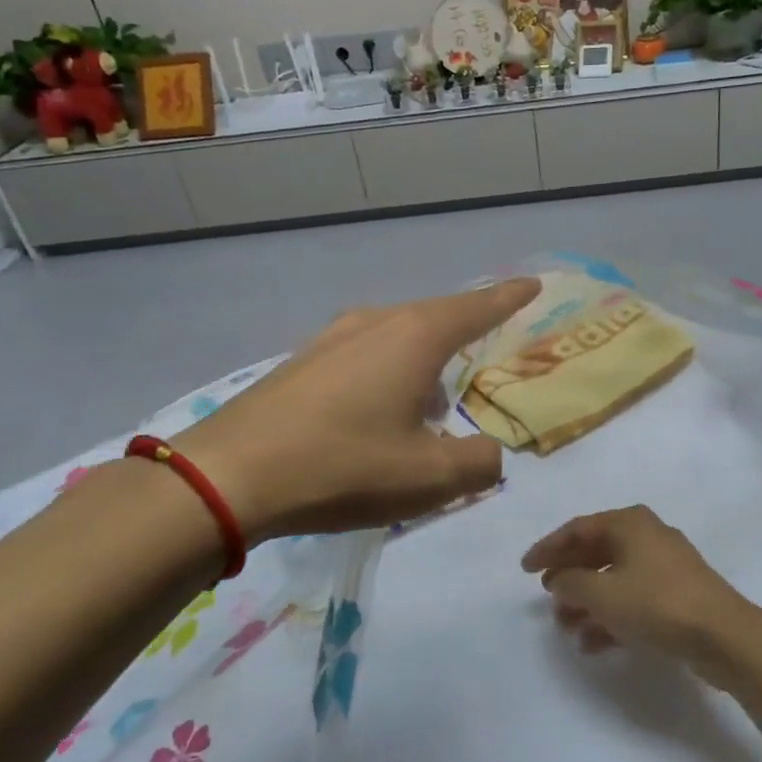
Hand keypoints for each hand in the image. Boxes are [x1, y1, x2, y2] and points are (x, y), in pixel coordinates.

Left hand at [173, 278, 539, 540]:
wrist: (229, 476)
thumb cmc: (343, 466)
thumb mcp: (430, 477)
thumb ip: (479, 464)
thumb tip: (490, 455)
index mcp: (415, 338)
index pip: (477, 307)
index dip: (509, 297)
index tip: (532, 284)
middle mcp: (374, 323)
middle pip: (435, 318)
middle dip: (463, 335)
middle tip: (483, 355)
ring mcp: (331, 339)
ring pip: (395, 339)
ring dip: (421, 364)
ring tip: (430, 403)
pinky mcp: (300, 363)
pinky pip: (362, 356)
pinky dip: (385, 376)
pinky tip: (376, 415)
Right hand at [522, 506, 755, 684]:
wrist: (724, 635)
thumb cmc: (656, 603)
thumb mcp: (602, 594)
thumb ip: (570, 583)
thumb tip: (558, 578)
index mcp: (629, 523)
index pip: (578, 529)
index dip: (548, 548)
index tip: (525, 569)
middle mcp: (647, 536)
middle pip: (597, 552)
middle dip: (569, 578)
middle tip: (547, 599)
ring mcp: (665, 566)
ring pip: (615, 579)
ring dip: (588, 602)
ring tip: (566, 627)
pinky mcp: (677, 595)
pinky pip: (633, 599)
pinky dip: (611, 617)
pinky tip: (592, 644)